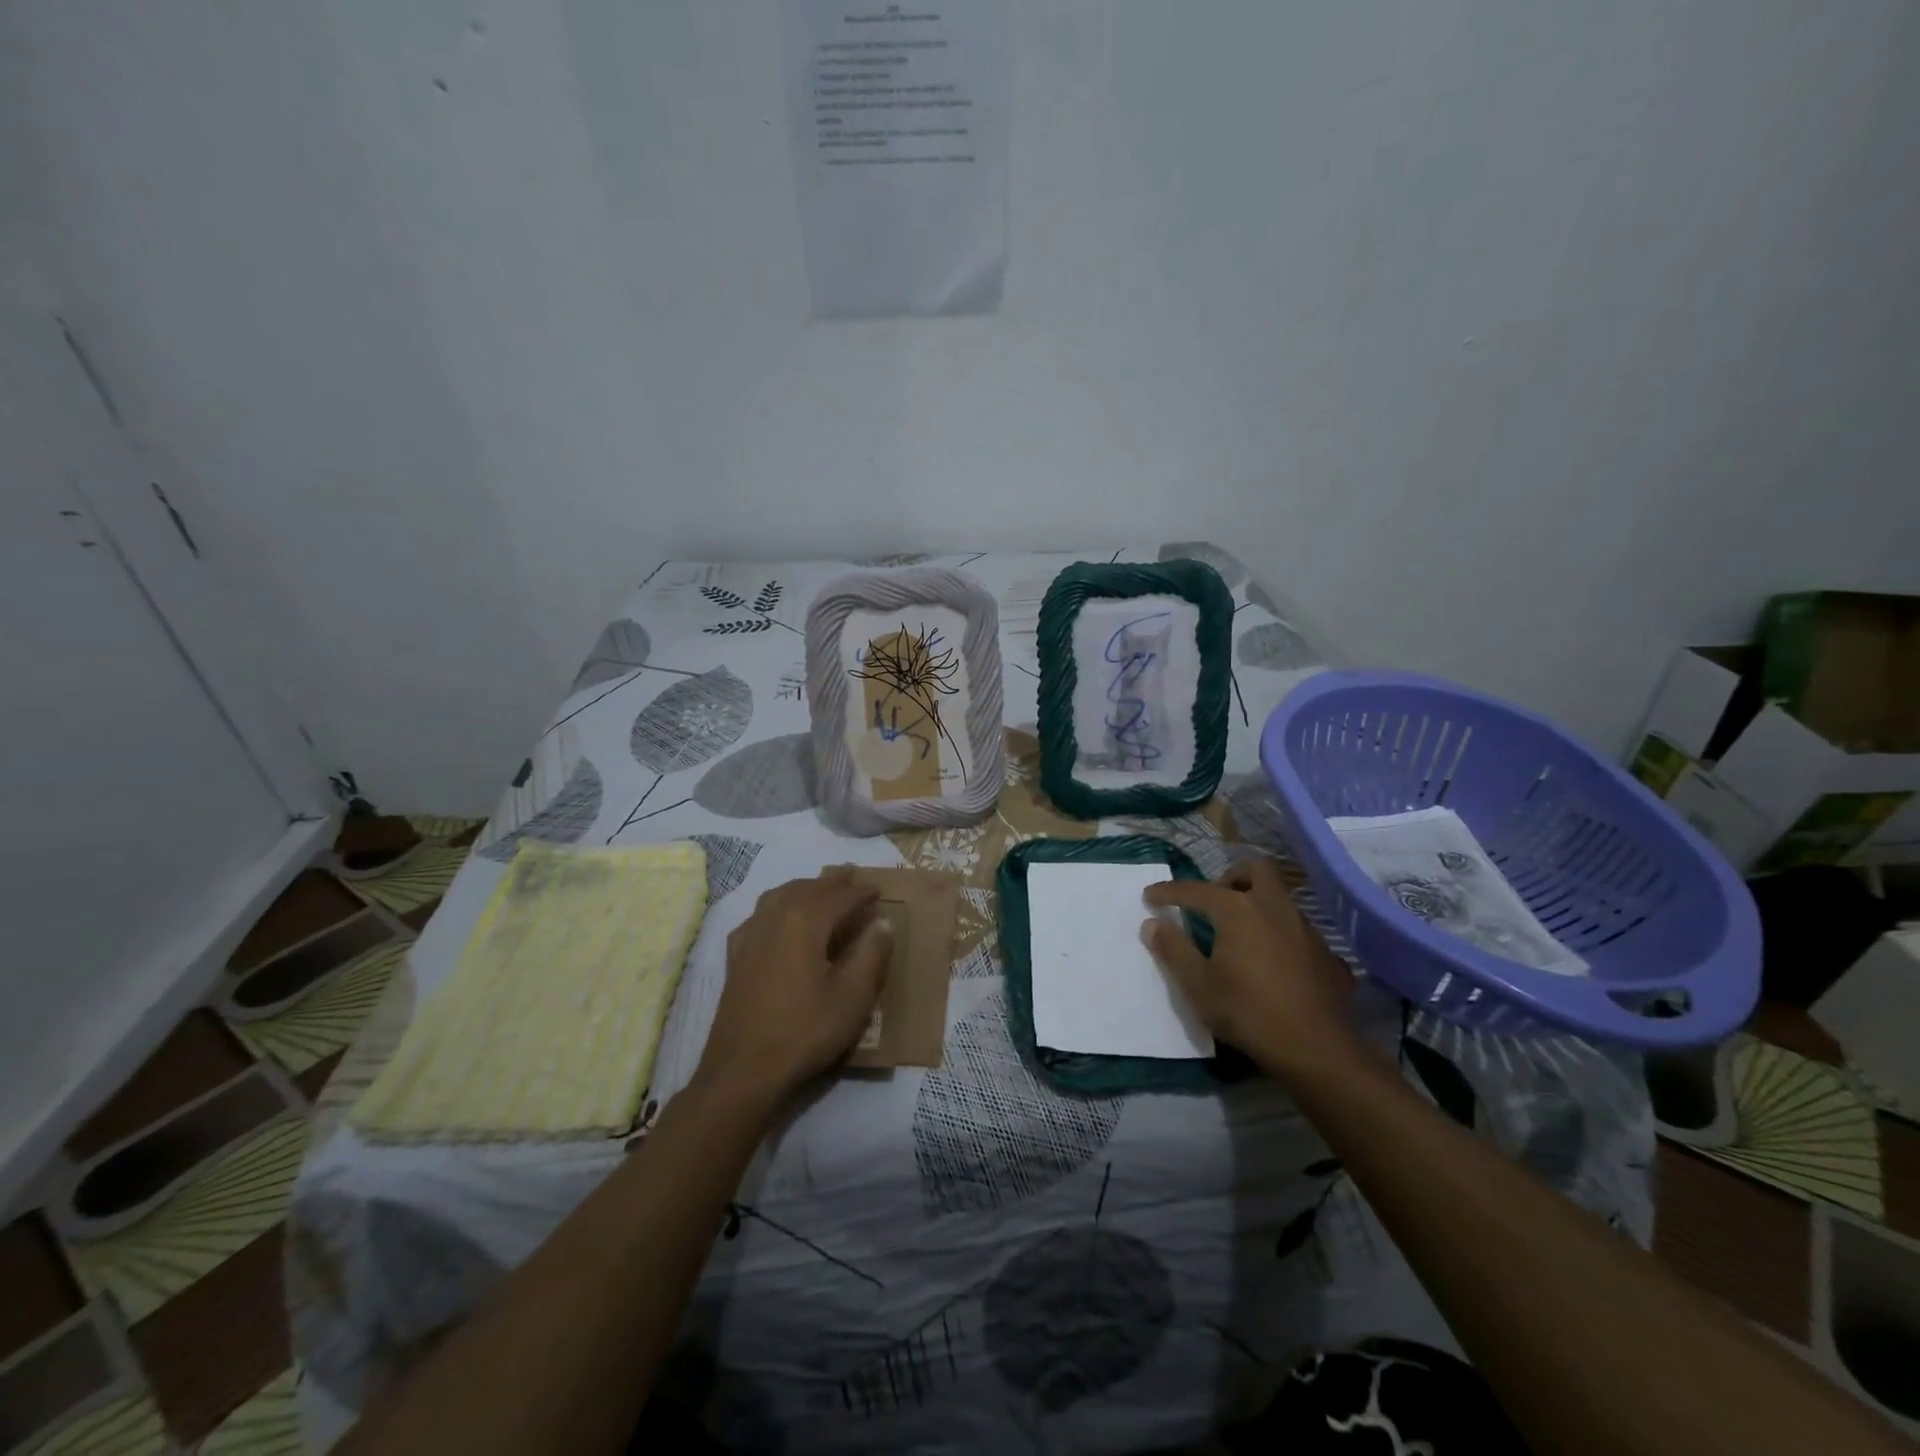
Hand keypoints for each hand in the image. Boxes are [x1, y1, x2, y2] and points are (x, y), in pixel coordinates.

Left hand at [694, 867, 893, 1113]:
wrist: (743, 1070)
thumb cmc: (805, 1031)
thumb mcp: (852, 997)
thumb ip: (871, 954)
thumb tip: (882, 922)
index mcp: (805, 921)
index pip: (839, 896)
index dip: (861, 892)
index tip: (878, 889)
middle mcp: (774, 917)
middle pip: (807, 888)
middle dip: (832, 882)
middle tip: (852, 876)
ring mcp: (750, 935)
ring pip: (780, 895)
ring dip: (804, 888)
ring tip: (820, 889)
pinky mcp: (735, 955)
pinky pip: (760, 914)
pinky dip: (778, 905)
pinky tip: (779, 918)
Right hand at [1142, 858, 1360, 1081]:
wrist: (1317, 1050)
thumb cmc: (1247, 1012)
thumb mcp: (1198, 984)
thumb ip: (1173, 949)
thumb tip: (1152, 923)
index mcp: (1238, 909)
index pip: (1195, 890)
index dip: (1168, 891)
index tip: (1149, 897)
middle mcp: (1274, 907)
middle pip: (1255, 869)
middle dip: (1230, 877)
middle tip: (1214, 902)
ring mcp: (1306, 929)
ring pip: (1280, 898)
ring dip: (1257, 904)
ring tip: (1241, 933)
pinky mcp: (1327, 954)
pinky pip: (1298, 930)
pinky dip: (1280, 935)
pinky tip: (1274, 963)